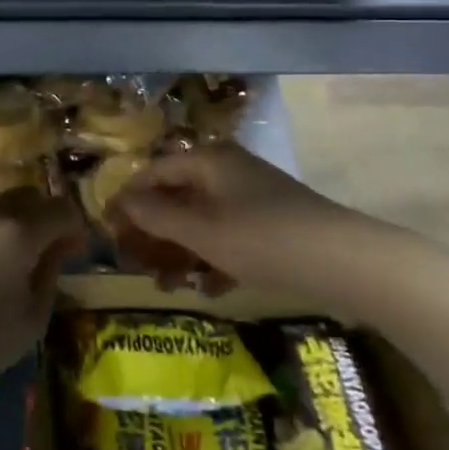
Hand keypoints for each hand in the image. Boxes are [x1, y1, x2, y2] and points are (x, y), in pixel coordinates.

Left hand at [0, 192, 85, 423]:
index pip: (62, 209)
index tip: (71, 251)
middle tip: (37, 253)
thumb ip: (51, 273)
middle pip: (26, 198)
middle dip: (40, 220)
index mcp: (19, 231)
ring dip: (2, 226)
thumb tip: (57, 249)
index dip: (74, 228)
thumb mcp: (31, 320)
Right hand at [109, 144, 366, 295]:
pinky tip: (211, 289)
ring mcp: (250, 197)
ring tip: (170, 286)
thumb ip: (158, 214)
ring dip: (181, 252)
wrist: (342, 260)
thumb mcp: (202, 230)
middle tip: (137, 266)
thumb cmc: (262, 239)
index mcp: (208, 160)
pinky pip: (228, 237)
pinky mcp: (269, 224)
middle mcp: (227, 171)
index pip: (153, 172)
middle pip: (177, 197)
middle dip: (155, 233)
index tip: (107, 232)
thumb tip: (121, 200)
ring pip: (202, 221)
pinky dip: (214, 259)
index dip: (127, 200)